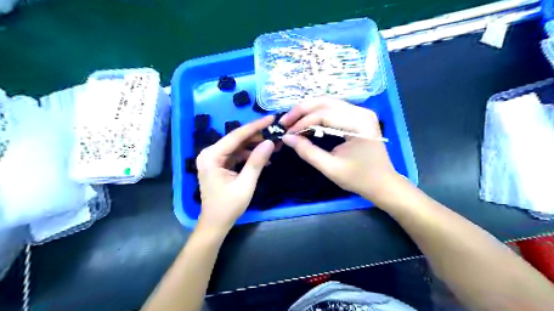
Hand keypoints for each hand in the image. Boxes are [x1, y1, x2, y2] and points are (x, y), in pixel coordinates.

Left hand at [196, 116, 275, 233]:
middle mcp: (210, 153)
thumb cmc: (228, 206)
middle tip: (276, 132)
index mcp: (211, 156)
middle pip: (237, 139)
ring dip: (255, 146)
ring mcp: (214, 158)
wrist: (215, 223)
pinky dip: (250, 155)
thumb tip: (270, 142)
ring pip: (238, 146)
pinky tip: (264, 158)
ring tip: (274, 145)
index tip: (271, 118)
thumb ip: (257, 162)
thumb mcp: (245, 184)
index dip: (255, 126)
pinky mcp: (219, 164)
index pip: (236, 136)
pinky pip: (237, 154)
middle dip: (257, 136)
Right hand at [282, 99, 397, 201]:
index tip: (286, 133)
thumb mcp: (330, 168)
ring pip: (328, 103)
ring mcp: (361, 112)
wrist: (382, 183)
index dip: (302, 122)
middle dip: (302, 110)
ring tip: (292, 121)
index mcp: (359, 124)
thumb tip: (287, 138)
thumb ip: (307, 152)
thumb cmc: (359, 178)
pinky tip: (307, 122)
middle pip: (325, 102)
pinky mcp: (358, 116)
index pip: (324, 115)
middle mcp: (362, 111)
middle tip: (285, 121)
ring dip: (308, 110)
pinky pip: (334, 109)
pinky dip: (317, 114)